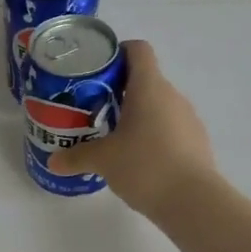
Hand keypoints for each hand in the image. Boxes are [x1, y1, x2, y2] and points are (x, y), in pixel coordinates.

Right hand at [46, 40, 215, 221]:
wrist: (194, 201)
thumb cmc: (145, 166)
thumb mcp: (103, 160)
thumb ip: (77, 157)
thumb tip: (53, 161)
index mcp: (149, 87)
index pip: (138, 50)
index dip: (118, 53)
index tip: (98, 71)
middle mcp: (172, 96)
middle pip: (145, 80)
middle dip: (120, 92)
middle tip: (95, 110)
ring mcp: (188, 119)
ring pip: (158, 106)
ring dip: (138, 115)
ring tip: (115, 138)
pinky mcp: (197, 142)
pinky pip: (170, 129)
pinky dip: (154, 136)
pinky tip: (139, 160)